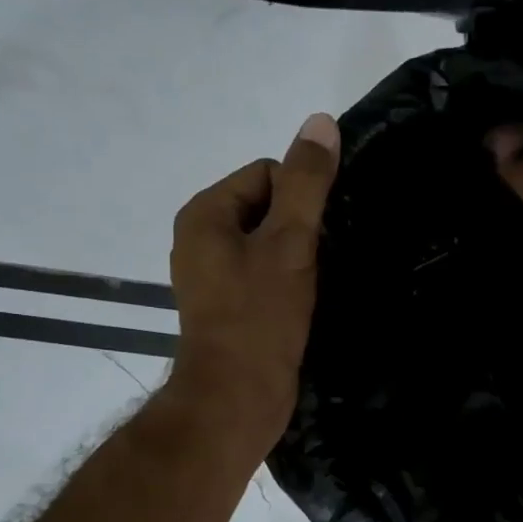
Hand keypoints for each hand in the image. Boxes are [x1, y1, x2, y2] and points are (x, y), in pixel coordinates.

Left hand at [168, 113, 340, 450]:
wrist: (236, 400)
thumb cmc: (259, 317)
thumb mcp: (289, 243)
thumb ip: (307, 183)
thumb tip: (321, 121)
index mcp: (205, 214)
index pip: (266, 174)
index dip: (300, 199)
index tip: (313, 238)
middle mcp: (201, 238)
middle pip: (269, 207)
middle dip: (300, 230)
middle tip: (317, 264)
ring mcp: (213, 276)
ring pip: (270, 243)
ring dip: (298, 257)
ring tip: (314, 285)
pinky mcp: (229, 306)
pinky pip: (265, 274)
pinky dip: (289, 281)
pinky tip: (304, 303)